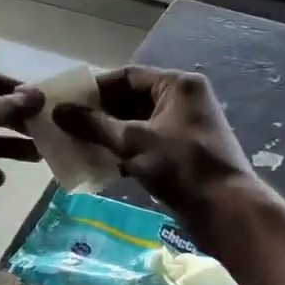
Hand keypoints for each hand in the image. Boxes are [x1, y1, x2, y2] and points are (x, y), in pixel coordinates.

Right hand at [53, 66, 263, 236]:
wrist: (225, 209)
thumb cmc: (180, 166)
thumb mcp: (132, 142)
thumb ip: (94, 125)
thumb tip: (58, 111)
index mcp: (177, 85)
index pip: (127, 76)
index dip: (95, 89)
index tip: (68, 103)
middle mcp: (183, 100)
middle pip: (132, 99)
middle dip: (100, 114)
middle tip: (68, 127)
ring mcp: (184, 127)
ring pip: (138, 124)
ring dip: (110, 134)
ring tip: (78, 145)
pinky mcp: (182, 152)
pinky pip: (147, 143)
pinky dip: (125, 151)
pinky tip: (101, 164)